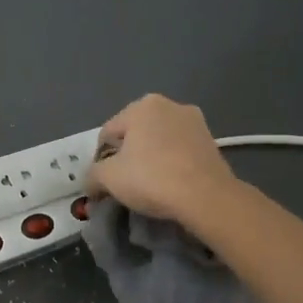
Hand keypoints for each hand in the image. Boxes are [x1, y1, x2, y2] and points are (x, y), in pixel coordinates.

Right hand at [87, 94, 236, 225]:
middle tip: (127, 183)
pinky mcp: (212, 142)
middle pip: (135, 134)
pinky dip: (172, 164)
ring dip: (151, 159)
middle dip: (128, 156)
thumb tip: (91, 183)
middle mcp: (170, 105)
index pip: (108, 133)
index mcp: (142, 105)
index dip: (101, 159)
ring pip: (159, 142)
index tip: (105, 182)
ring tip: (151, 186)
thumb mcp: (108, 178)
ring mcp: (195, 122)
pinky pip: (180, 152)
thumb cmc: (151, 178)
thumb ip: (92, 175)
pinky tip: (171, 184)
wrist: (206, 197)